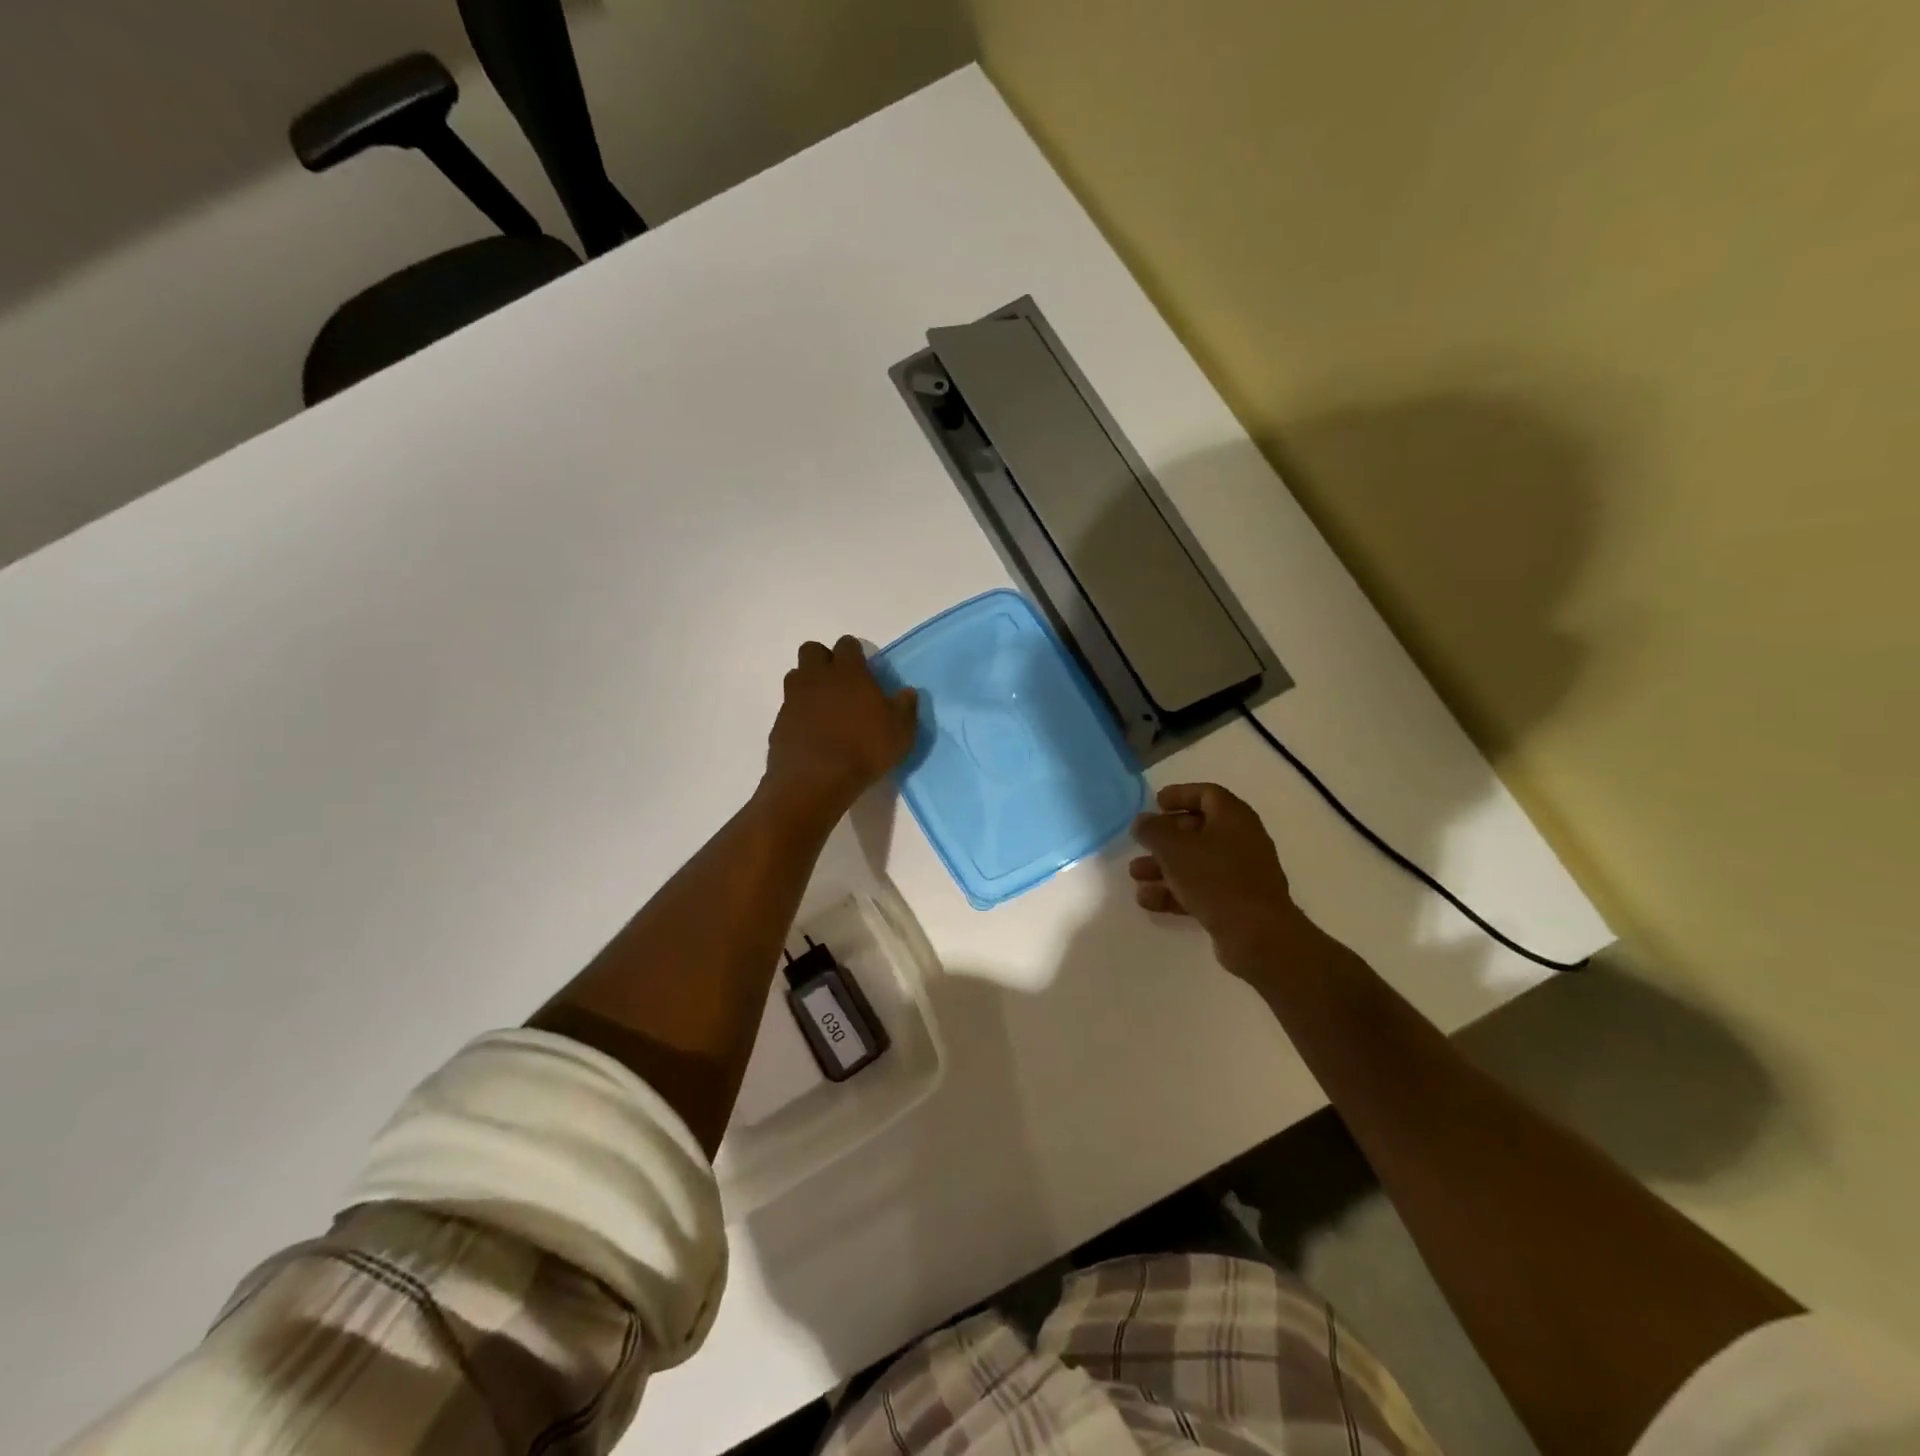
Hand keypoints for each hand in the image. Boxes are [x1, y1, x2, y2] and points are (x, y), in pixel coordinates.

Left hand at [763, 637, 917, 819]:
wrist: (816, 780)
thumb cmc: (864, 749)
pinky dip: (798, 715)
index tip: (863, 669)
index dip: (855, 653)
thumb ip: (905, 707)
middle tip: (839, 683)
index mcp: (848, 672)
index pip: (847, 644)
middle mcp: (817, 677)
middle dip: (823, 660)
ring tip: (824, 709)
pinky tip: (812, 735)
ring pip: (796, 677)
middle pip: (812, 650)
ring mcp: (793, 699)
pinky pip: (788, 708)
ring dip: (808, 685)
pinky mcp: (779, 723)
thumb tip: (907, 692)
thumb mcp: (900, 731)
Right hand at [1130, 783, 1313, 972]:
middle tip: (1139, 842)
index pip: (1207, 794)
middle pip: (1198, 830)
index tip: (1155, 802)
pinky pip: (1201, 889)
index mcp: (1233, 818)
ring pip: (1196, 862)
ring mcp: (1240, 874)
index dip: (1179, 794)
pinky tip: (1148, 900)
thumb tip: (1142, 821)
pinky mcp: (1236, 903)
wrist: (1257, 935)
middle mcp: (1241, 840)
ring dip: (1164, 866)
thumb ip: (1153, 830)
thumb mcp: (1174, 849)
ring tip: (1135, 875)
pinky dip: (1175, 891)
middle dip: (1164, 837)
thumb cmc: (1215, 879)